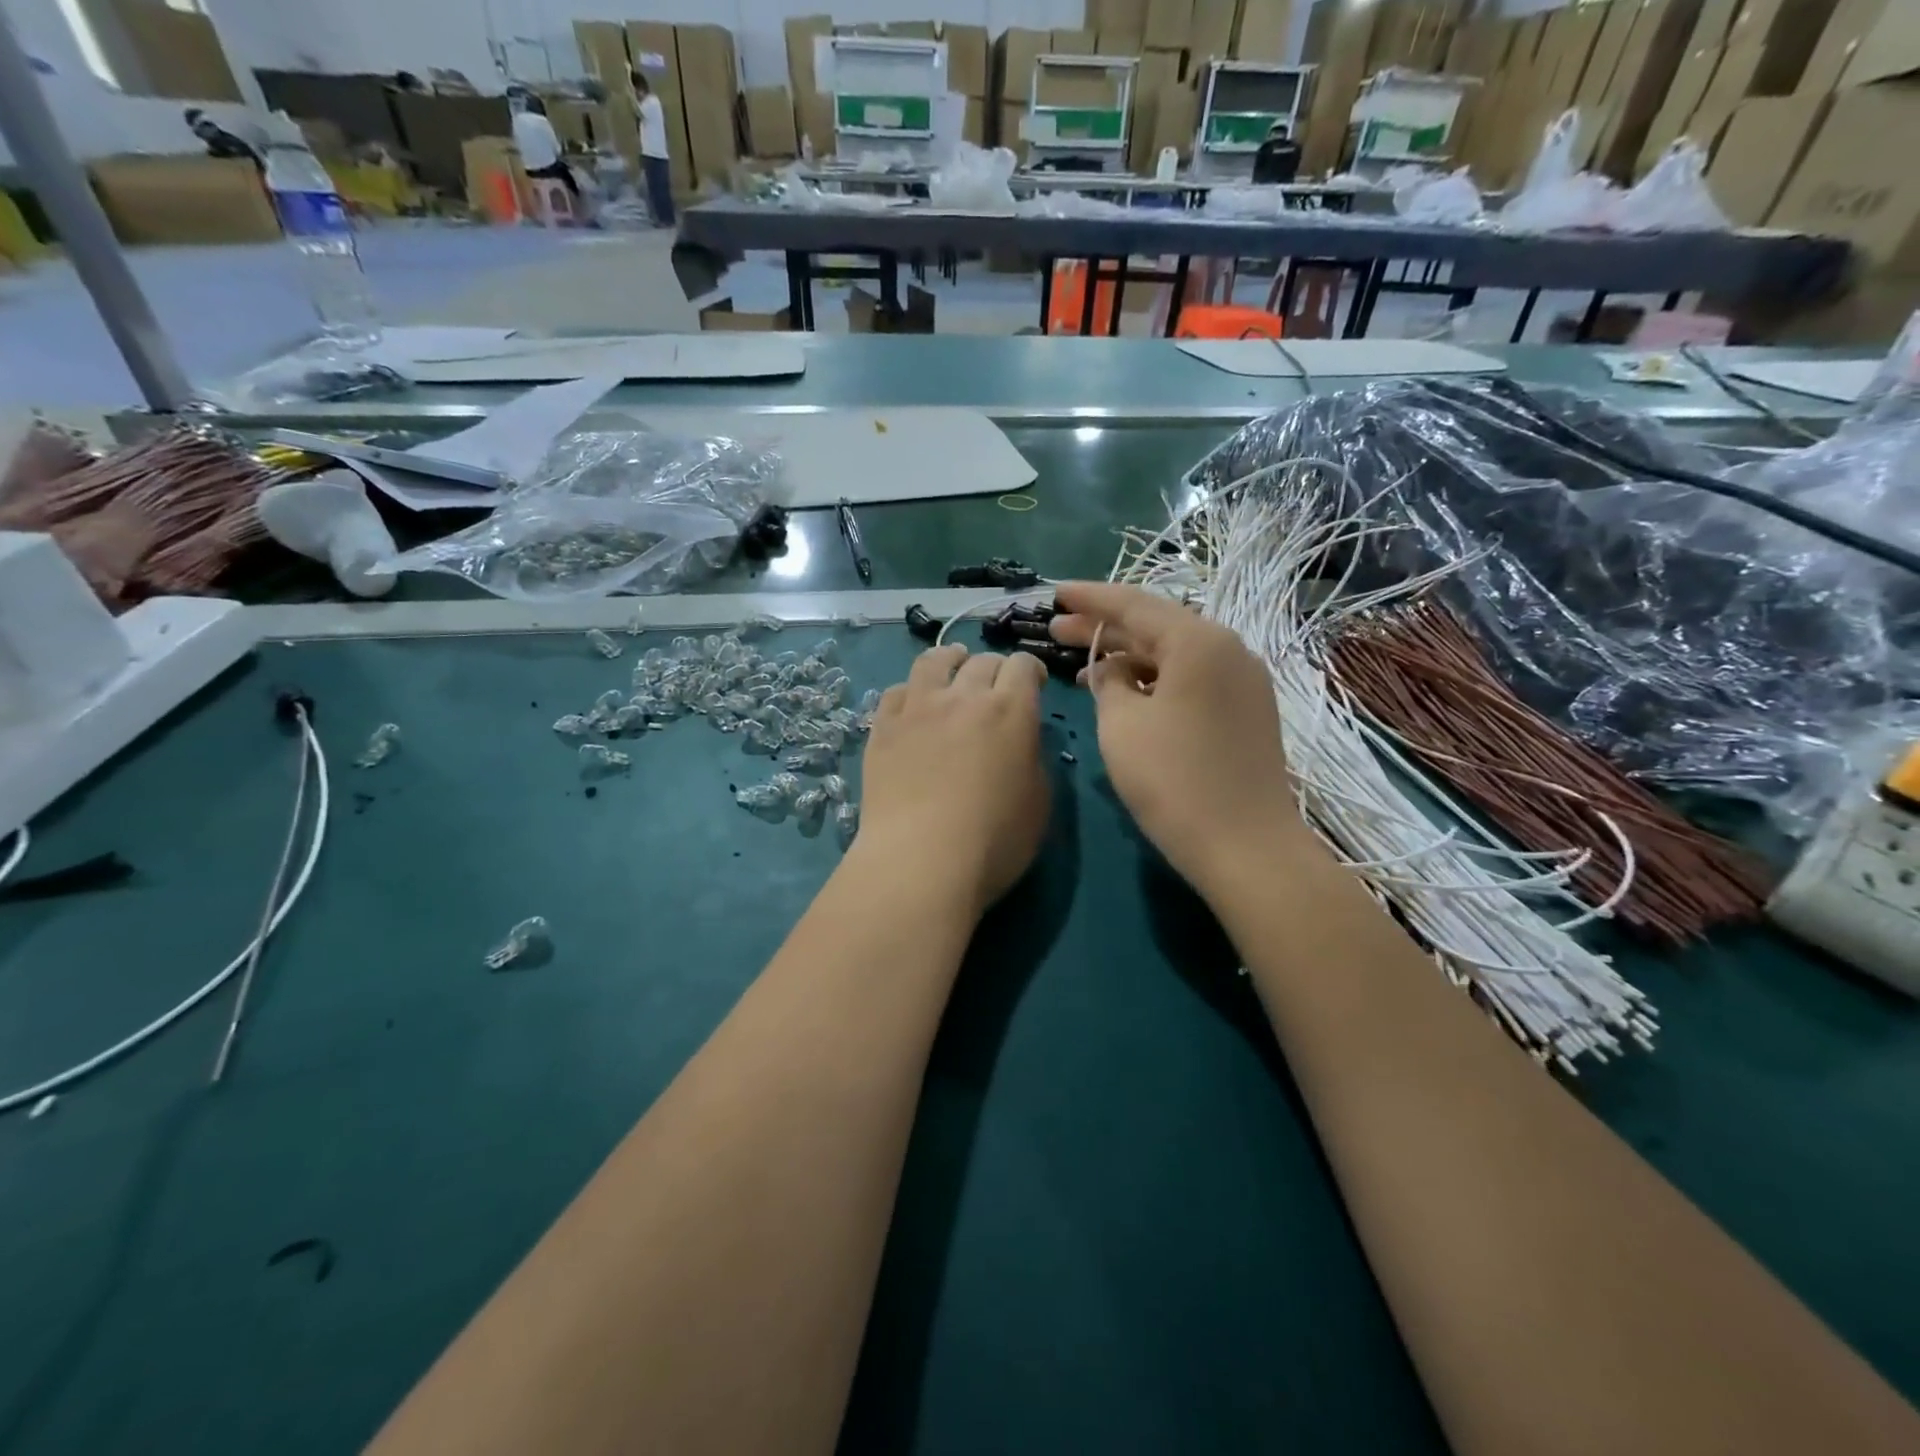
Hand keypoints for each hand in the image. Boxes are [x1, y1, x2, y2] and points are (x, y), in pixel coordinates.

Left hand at [853, 645, 1050, 917]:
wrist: (920, 860)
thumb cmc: (993, 840)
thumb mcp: (1039, 802)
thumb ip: (1033, 758)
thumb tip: (1021, 741)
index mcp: (1010, 710)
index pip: (1024, 665)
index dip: (1033, 670)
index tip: (1035, 686)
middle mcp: (963, 696)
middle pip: (982, 661)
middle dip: (996, 669)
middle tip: (996, 688)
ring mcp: (917, 708)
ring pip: (933, 661)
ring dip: (950, 660)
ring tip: (953, 667)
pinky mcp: (883, 727)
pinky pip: (896, 691)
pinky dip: (911, 691)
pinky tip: (913, 703)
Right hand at [1050, 582, 1307, 904]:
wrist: (1246, 847)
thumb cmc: (1174, 781)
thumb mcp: (1121, 725)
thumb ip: (1108, 683)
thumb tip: (1113, 671)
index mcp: (1198, 641)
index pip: (1132, 604)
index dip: (1088, 598)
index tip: (1053, 593)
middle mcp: (1228, 648)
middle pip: (1155, 626)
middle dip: (1104, 628)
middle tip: (1056, 630)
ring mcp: (1242, 680)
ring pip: (1174, 654)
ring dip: (1128, 658)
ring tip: (1083, 667)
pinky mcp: (1246, 710)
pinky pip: (1191, 679)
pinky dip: (1155, 681)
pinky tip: (1126, 694)